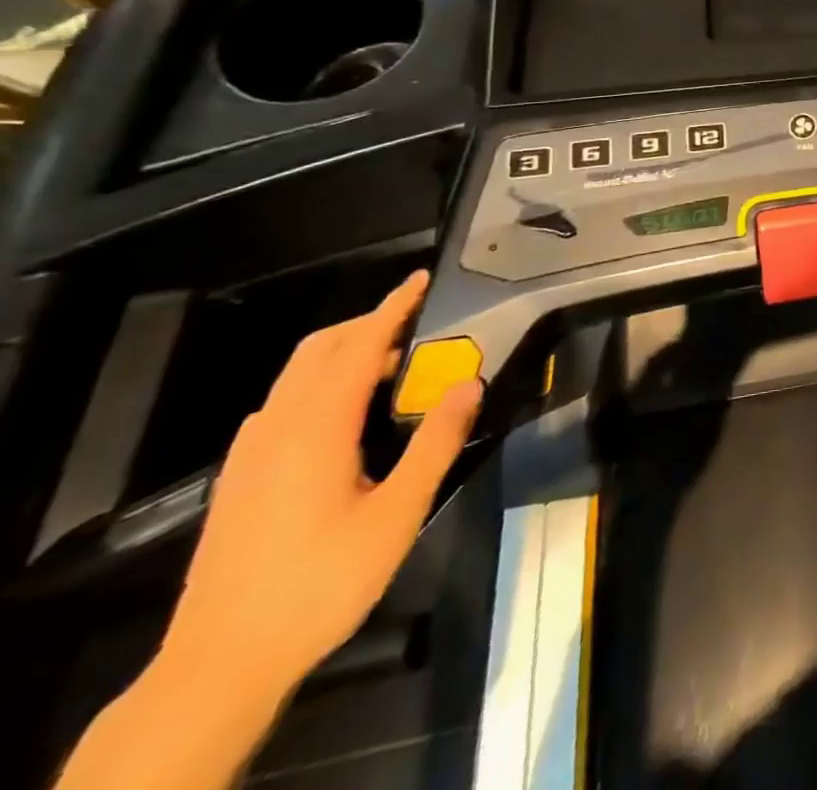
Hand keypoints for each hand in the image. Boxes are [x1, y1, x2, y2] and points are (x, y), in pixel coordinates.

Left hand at [157, 272, 481, 699]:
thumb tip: (469, 383)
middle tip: (416, 322)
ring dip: (342, 353)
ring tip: (392, 365)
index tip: (422, 279)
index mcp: (316, 430)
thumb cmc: (321, 583)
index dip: (392, 308)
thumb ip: (436, 442)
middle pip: (317, 351)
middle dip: (367, 324)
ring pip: (294, 377)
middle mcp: (276, 430)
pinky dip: (317, 384)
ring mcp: (250, 456)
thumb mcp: (398, 514)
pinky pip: (280, 406)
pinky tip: (343, 414)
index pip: (357, 347)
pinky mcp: (239, 480)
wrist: (220, 664)